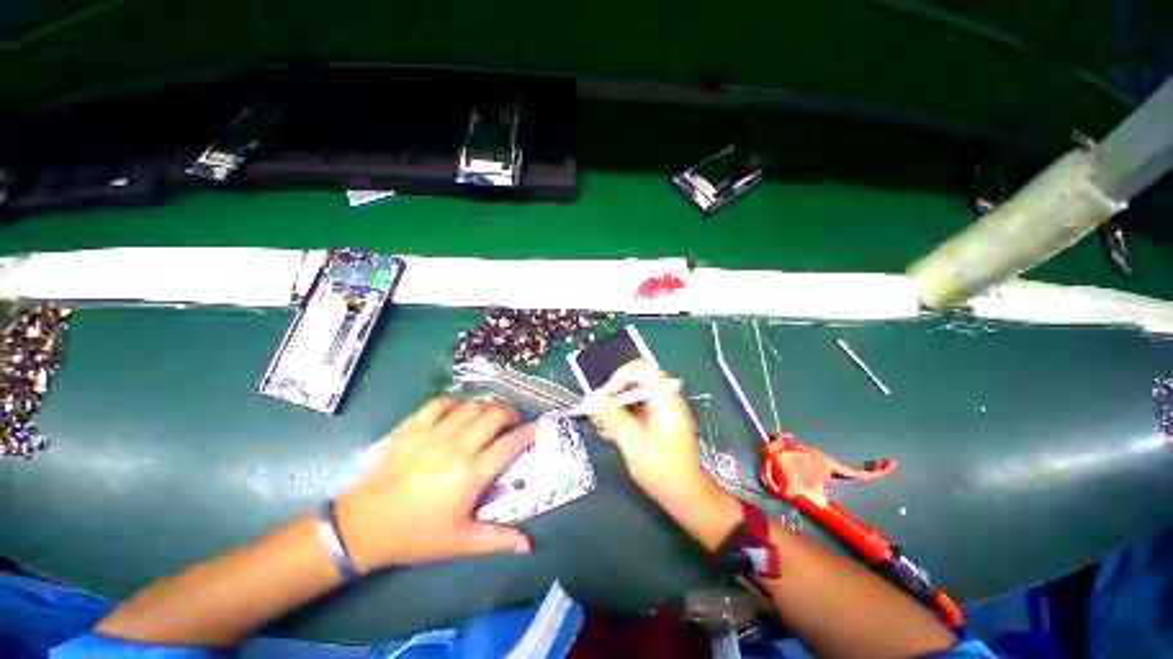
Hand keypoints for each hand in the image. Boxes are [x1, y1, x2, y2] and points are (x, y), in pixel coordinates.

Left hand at [336, 398, 534, 570]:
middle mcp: (457, 448)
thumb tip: (529, 545)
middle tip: (512, 421)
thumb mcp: (461, 542)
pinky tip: (459, 412)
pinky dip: (456, 403)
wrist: (364, 526)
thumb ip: (498, 539)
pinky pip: (440, 403)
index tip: (536, 430)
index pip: (510, 444)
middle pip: (494, 416)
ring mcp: (433, 434)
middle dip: (510, 414)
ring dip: (487, 407)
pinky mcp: (413, 427)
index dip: (527, 434)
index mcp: (471, 474)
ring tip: (489, 416)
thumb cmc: (417, 535)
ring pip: (472, 406)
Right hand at [587, 361, 711, 502]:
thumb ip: (613, 418)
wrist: (686, 497)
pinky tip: (610, 432)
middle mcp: (664, 398)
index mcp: (665, 398)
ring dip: (614, 406)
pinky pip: (633, 409)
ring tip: (602, 425)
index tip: (603, 398)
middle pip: (634, 381)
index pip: (640, 369)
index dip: (619, 378)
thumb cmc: (664, 471)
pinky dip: (620, 416)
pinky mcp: (654, 421)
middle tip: (598, 411)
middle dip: (613, 393)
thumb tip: (591, 399)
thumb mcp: (634, 443)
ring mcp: (660, 410)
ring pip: (631, 395)